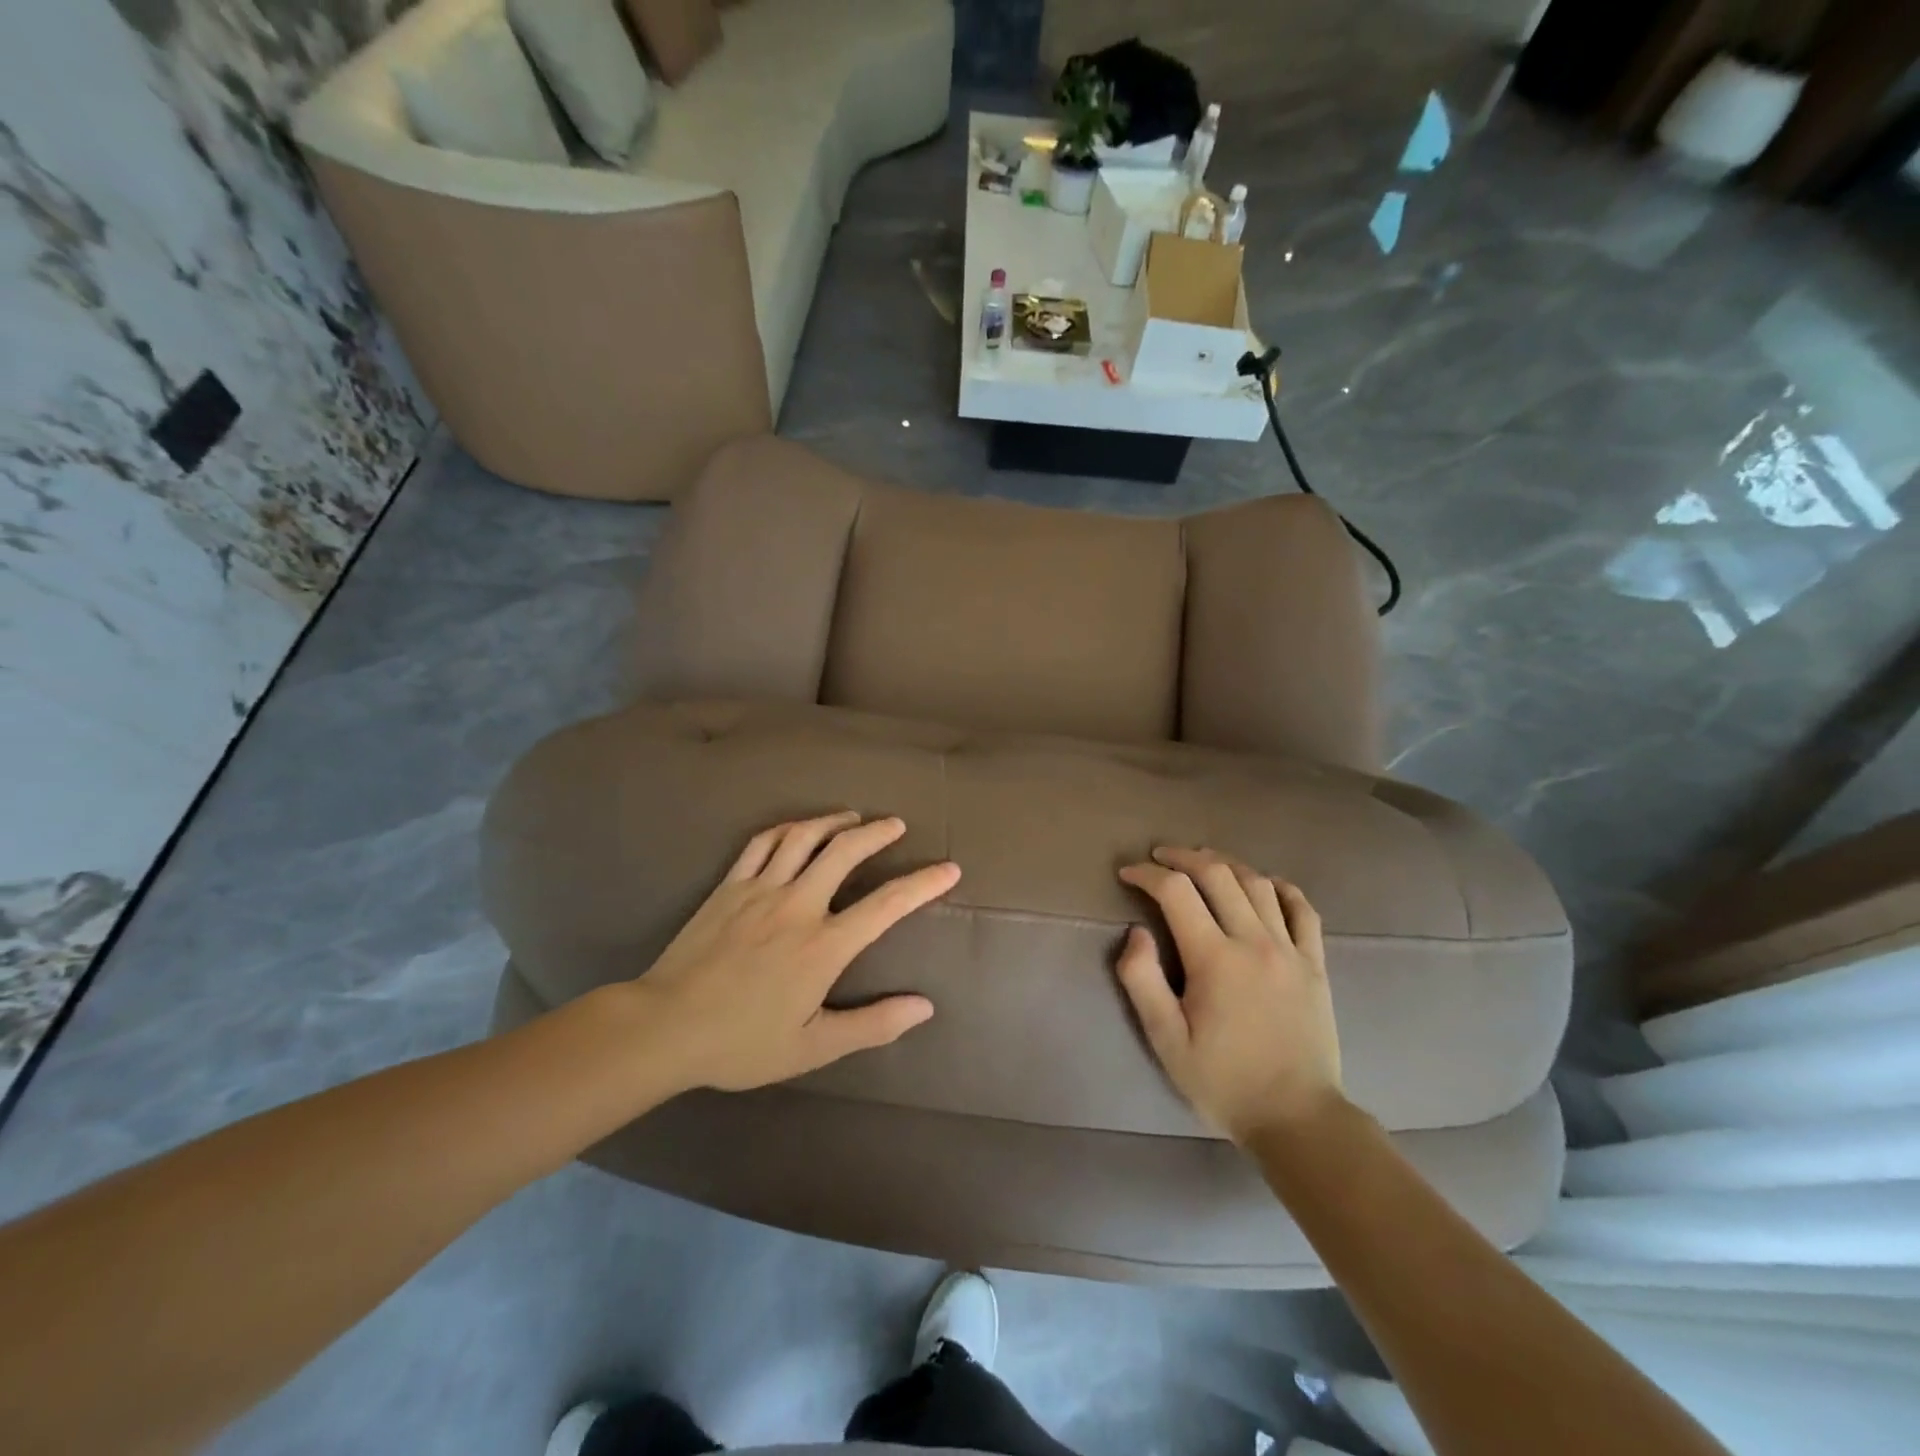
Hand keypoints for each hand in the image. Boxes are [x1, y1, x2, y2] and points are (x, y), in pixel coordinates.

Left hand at [634, 812, 958, 1091]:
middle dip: (877, 832)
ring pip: (804, 837)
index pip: (885, 906)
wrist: (665, 1027)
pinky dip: (787, 828)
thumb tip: (924, 1007)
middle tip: (896, 824)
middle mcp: (797, 906)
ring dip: (834, 821)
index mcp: (823, 946)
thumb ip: (871, 1024)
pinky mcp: (729, 886)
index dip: (922, 884)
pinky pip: (761, 843)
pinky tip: (797, 829)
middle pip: (845, 851)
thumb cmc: (741, 1043)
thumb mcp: (812, 1047)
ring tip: (853, 817)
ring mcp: (760, 890)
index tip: (948, 869)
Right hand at [1115, 847, 1343, 1143]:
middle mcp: (1254, 942)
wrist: (1297, 1118)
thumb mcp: (1166, 1041)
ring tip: (1202, 862)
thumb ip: (1142, 981)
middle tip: (1159, 857)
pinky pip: (1302, 910)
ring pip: (1258, 883)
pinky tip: (1264, 884)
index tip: (1128, 873)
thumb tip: (1136, 932)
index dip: (1147, 874)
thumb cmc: (1223, 1081)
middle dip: (1183, 857)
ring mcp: (1291, 950)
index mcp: (1214, 959)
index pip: (1176, 892)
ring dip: (1226, 863)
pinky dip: (1280, 887)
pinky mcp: (1315, 964)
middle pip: (1217, 874)